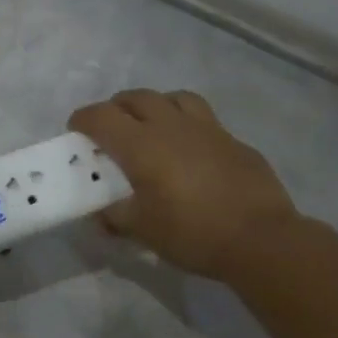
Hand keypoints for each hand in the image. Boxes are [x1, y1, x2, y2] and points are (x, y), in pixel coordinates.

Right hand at [69, 89, 301, 281]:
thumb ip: (115, 216)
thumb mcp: (142, 230)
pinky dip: (187, 126)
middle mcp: (170, 126)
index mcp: (140, 144)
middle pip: (136, 98)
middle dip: (116, 108)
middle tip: (111, 128)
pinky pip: (203, 119)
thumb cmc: (192, 233)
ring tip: (152, 126)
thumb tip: (101, 213)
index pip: (100, 116)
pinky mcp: (234, 140)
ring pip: (173, 98)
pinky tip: (191, 151)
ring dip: (155, 106)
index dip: (82, 119)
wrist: (261, 239)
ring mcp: (206, 129)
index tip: (76, 131)